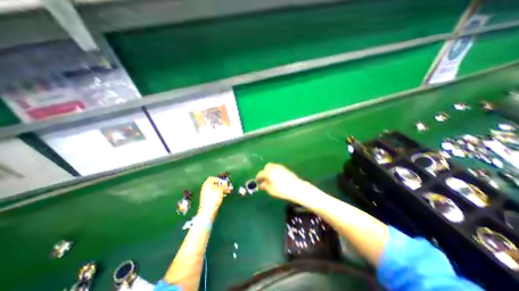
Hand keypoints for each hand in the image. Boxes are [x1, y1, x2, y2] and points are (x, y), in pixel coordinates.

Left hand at [199, 177, 230, 216]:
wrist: (207, 211)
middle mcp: (206, 188)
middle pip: (215, 184)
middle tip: (229, 186)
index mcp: (207, 184)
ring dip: (223, 189)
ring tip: (229, 191)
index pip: (212, 178)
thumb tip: (225, 183)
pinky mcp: (209, 199)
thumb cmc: (213, 199)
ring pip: (216, 189)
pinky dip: (220, 193)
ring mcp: (207, 194)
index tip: (224, 182)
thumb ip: (223, 185)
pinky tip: (225, 195)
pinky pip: (215, 194)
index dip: (219, 179)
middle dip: (223, 185)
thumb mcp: (220, 190)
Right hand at [256, 163, 306, 202]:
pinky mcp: (286, 169)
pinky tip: (277, 177)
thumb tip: (261, 184)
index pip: (261, 173)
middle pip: (267, 166)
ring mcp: (281, 167)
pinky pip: (278, 168)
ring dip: (270, 171)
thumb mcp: (271, 190)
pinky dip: (275, 171)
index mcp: (269, 172)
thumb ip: (265, 186)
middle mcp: (274, 167)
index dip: (258, 177)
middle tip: (264, 178)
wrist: (296, 188)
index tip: (257, 180)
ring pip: (273, 166)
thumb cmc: (282, 190)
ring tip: (271, 178)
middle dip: (265, 171)